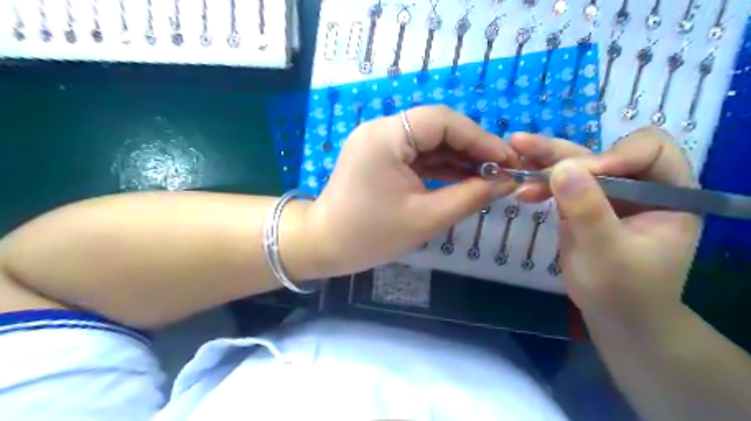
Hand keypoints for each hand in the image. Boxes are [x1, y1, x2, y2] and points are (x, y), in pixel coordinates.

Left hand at [305, 105, 517, 276]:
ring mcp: (379, 143)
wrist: (324, 246)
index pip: (443, 121)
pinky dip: (440, 167)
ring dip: (458, 158)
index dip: (479, 138)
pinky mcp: (380, 157)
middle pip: (437, 128)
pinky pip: (417, 155)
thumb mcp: (426, 218)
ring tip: (489, 177)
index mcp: (386, 137)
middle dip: (471, 149)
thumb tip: (506, 183)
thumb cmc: (370, 235)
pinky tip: (464, 178)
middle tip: (501, 171)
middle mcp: (381, 130)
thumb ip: (470, 196)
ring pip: (429, 142)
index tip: (507, 160)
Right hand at [506, 126, 700, 330]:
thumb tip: (562, 168)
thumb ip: (588, 210)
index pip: (647, 151)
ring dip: (543, 162)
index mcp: (668, 192)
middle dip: (561, 152)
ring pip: (575, 166)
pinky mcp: (582, 204)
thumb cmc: (624, 290)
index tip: (580, 175)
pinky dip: (539, 183)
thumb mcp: (607, 252)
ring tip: (513, 154)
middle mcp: (638, 186)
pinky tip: (522, 187)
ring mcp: (607, 194)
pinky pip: (560, 184)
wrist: (613, 315)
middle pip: (601, 154)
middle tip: (522, 144)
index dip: (613, 155)